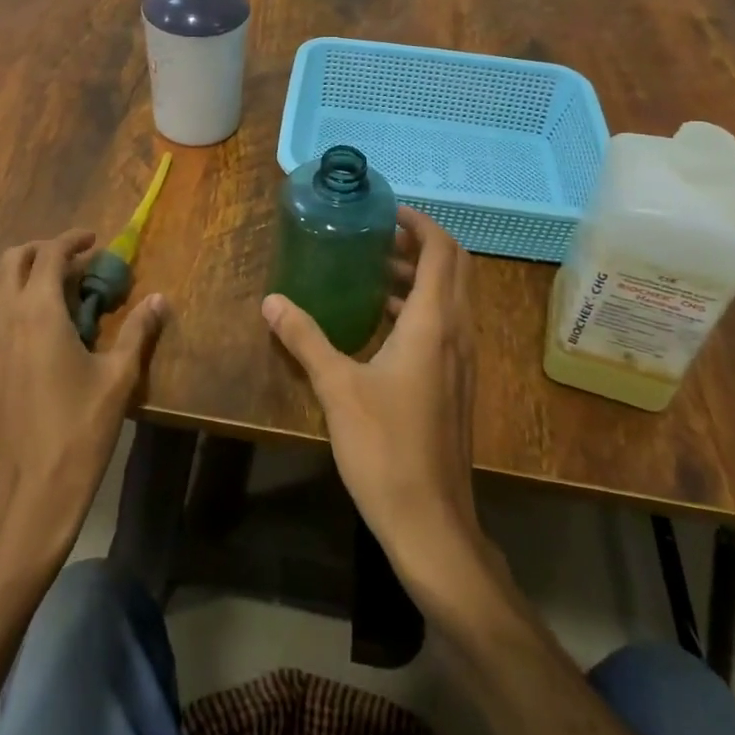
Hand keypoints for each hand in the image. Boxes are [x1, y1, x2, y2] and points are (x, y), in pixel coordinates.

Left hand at [0, 230, 165, 560]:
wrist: (25, 494)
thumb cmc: (77, 431)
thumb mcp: (118, 378)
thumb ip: (137, 331)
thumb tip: (160, 299)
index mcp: (37, 311)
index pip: (49, 254)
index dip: (72, 241)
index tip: (93, 241)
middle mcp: (1, 316)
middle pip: (11, 259)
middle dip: (41, 250)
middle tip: (72, 260)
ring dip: (15, 271)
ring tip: (45, 284)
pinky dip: (1, 299)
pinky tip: (27, 324)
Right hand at [262, 207, 484, 599]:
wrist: (431, 523)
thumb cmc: (385, 447)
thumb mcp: (336, 387)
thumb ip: (304, 338)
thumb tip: (272, 301)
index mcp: (433, 323)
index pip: (441, 250)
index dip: (419, 223)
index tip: (386, 212)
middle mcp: (456, 333)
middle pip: (454, 268)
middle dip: (420, 244)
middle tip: (378, 236)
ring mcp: (462, 361)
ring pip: (452, 297)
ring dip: (421, 276)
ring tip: (374, 271)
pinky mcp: (457, 384)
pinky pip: (447, 325)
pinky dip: (421, 307)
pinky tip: (382, 323)